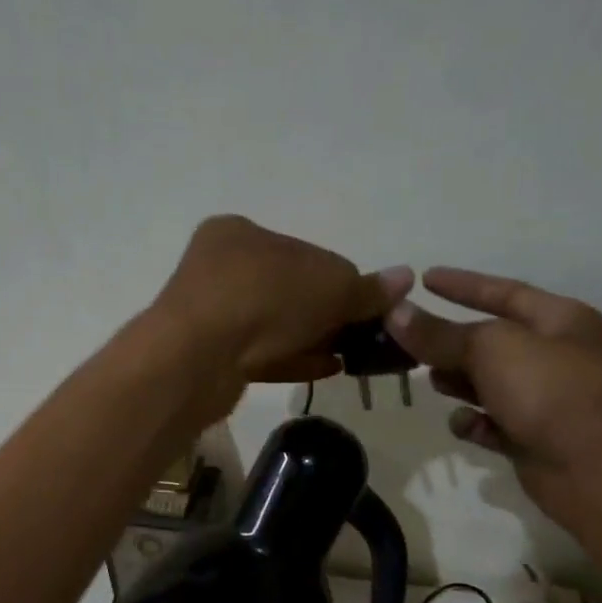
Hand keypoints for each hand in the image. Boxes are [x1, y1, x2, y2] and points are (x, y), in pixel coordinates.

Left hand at [152, 215, 412, 385]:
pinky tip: (324, 369)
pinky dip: (293, 359)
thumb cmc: (264, 300)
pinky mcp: (210, 357)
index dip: (340, 281)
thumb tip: (405, 279)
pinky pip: (260, 355)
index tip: (366, 307)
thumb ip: (366, 288)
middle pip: (290, 290)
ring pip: (274, 326)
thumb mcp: (329, 287)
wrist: (196, 359)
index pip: (305, 252)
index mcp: (240, 233)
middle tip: (361, 337)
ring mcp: (211, 316)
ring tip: (349, 357)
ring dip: (313, 339)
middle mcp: (220, 268)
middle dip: (328, 314)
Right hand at [387, 268, 601, 533]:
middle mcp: (556, 357)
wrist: (600, 469)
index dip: (463, 285)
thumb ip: (440, 334)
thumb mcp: (492, 350)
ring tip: (430, 382)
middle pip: (492, 342)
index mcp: (560, 321)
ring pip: (490, 385)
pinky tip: (463, 424)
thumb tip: (395, 312)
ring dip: (460, 382)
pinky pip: (494, 425)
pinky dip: (476, 423)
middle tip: (410, 344)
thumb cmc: (552, 391)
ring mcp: (546, 401)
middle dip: (453, 342)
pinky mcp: (534, 440)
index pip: (504, 293)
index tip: (424, 278)